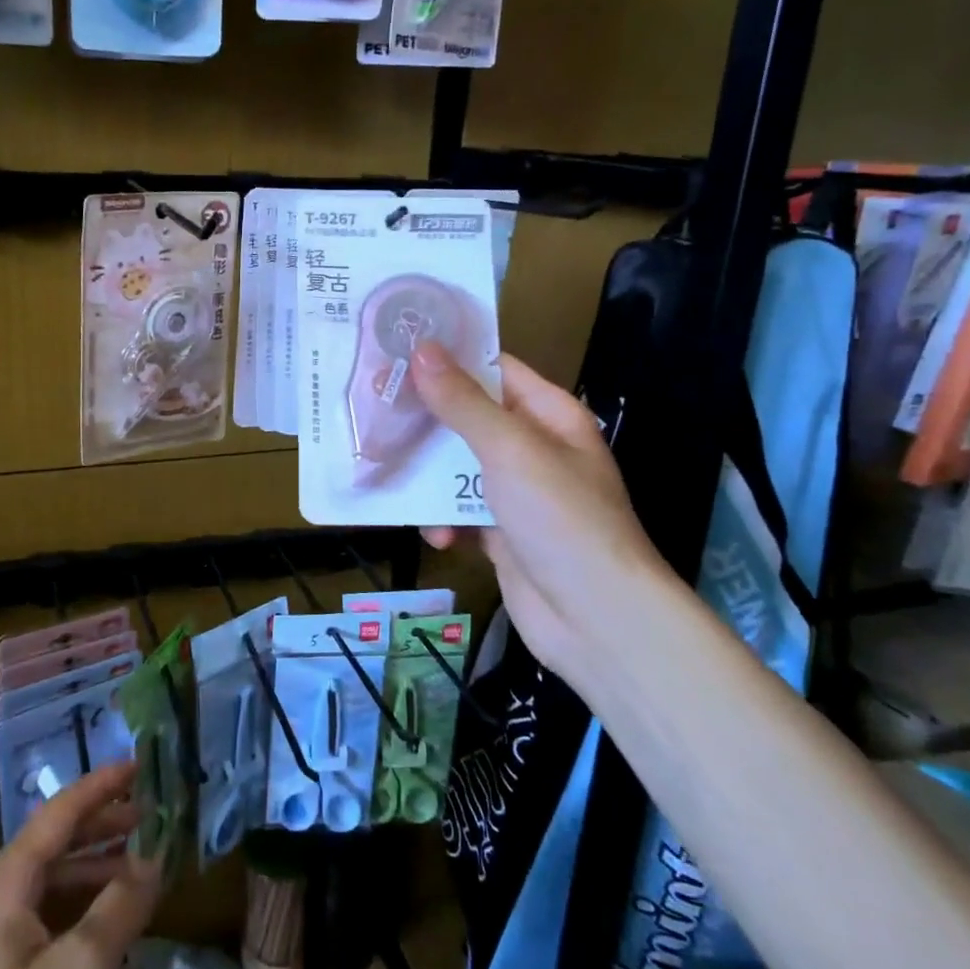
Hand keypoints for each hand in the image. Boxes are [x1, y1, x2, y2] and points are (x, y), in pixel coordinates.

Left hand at [0, 763, 161, 968]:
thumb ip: (122, 903)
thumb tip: (155, 856)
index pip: (58, 813)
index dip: (102, 785)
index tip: (141, 763)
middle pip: (52, 843)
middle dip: (103, 825)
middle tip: (152, 815)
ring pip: (47, 881)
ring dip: (94, 866)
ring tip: (140, 863)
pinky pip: (40, 915)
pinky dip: (78, 904)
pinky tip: (108, 917)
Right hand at [410, 342, 682, 687]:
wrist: (595, 619)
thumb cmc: (560, 518)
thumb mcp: (509, 449)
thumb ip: (462, 402)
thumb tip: (422, 349)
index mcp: (548, 415)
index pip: (494, 369)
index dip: (448, 359)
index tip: (394, 353)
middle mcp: (533, 448)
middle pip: (468, 419)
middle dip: (425, 421)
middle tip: (374, 412)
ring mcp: (518, 493)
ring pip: (457, 468)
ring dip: (427, 478)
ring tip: (391, 476)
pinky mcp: (501, 533)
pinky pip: (460, 513)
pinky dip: (444, 521)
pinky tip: (437, 537)